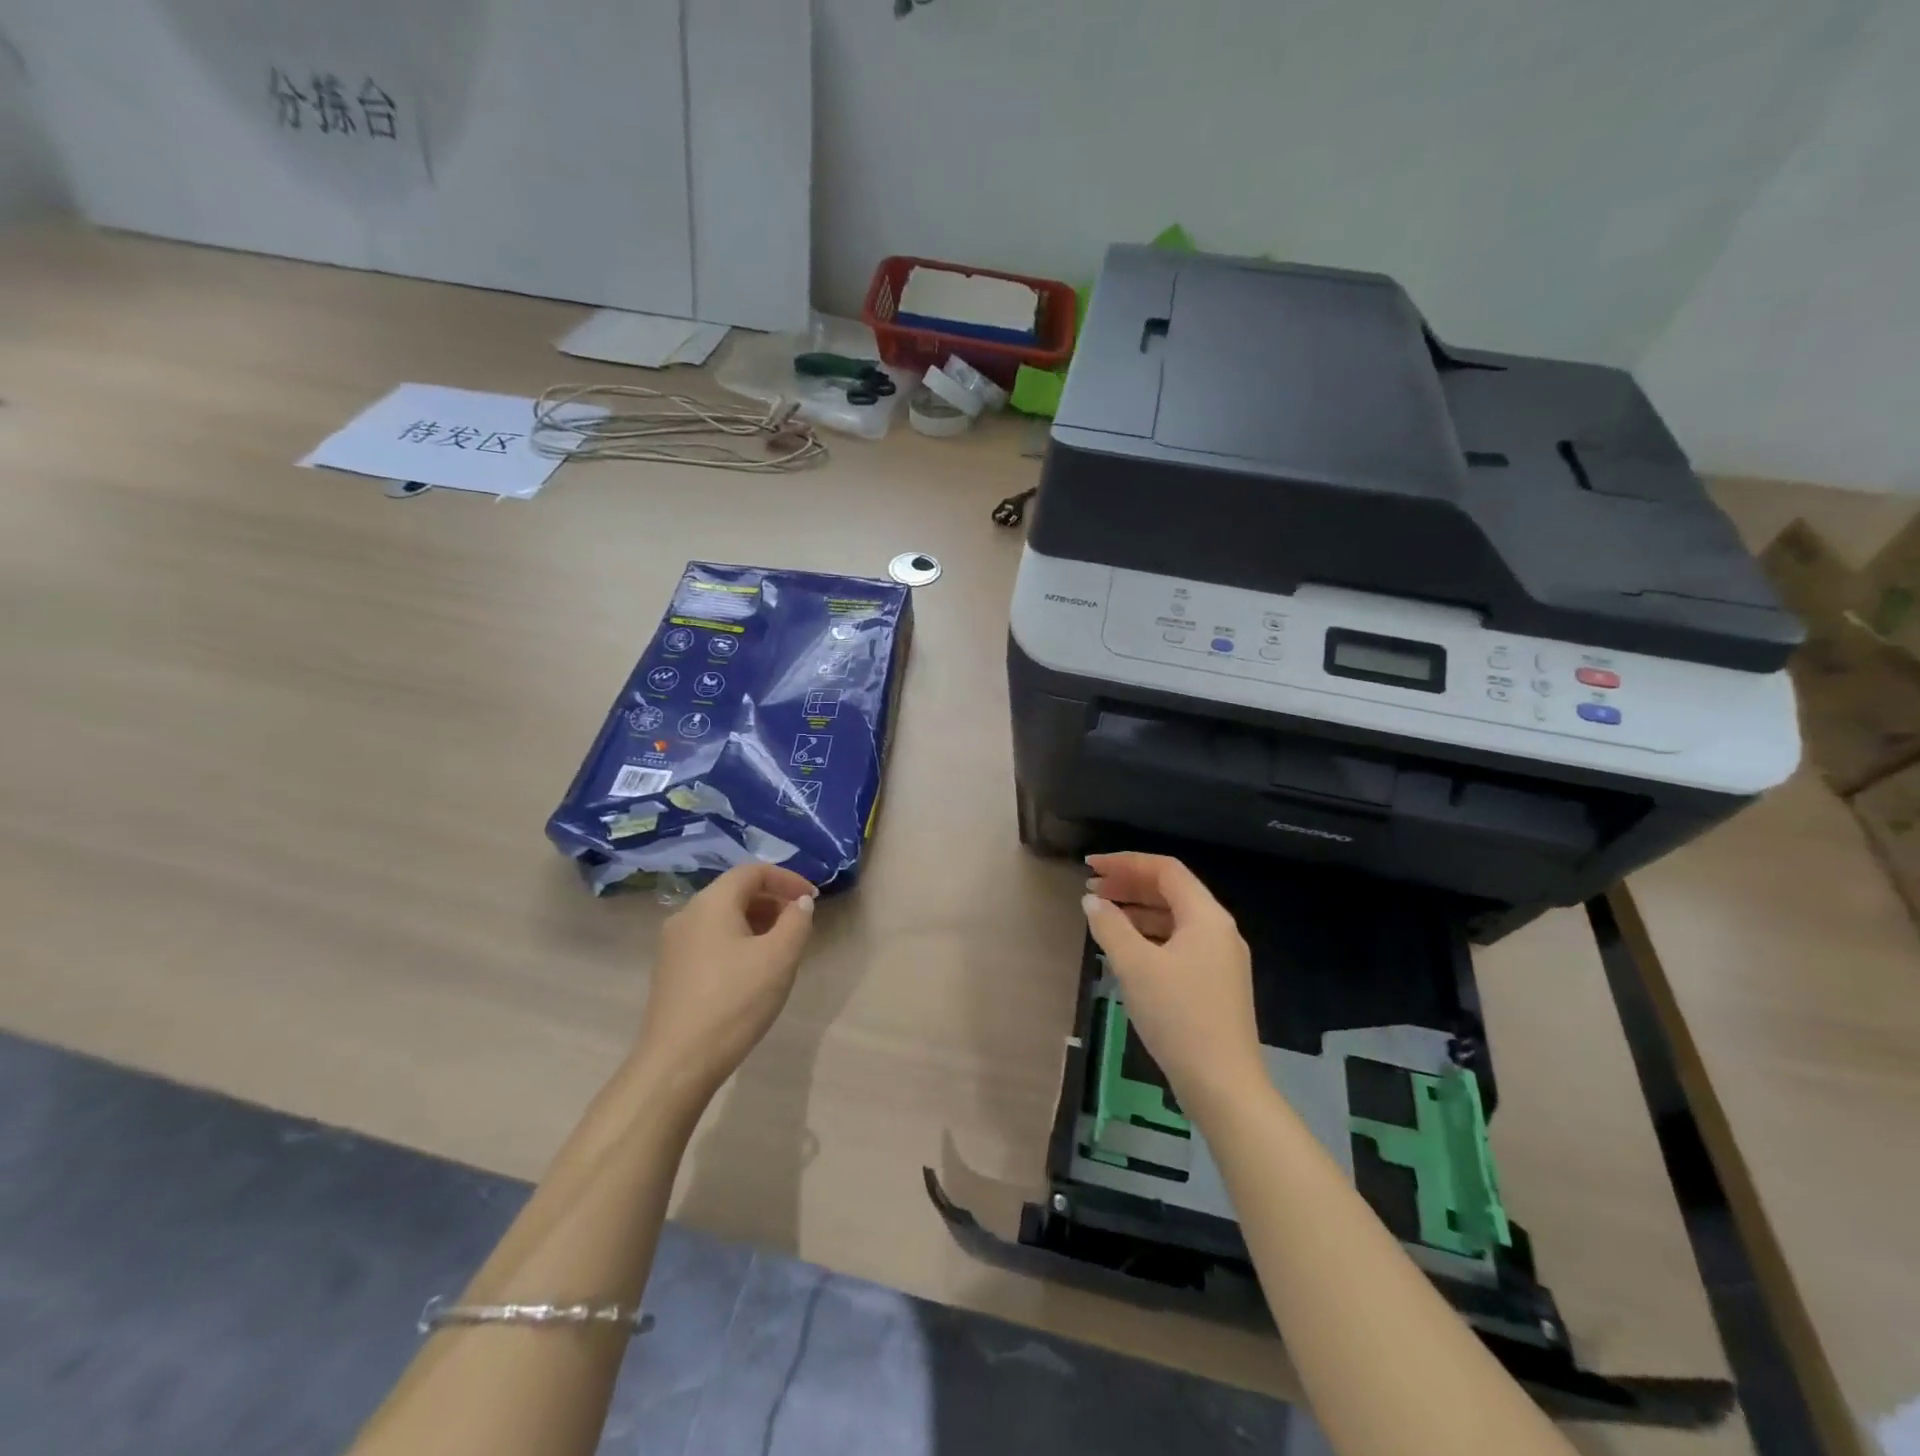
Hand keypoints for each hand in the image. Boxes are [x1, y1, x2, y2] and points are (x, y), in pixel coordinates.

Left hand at [632, 863, 817, 1099]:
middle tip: (800, 925)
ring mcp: (674, 945)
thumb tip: (800, 903)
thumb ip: (797, 921)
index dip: (787, 879)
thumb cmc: (734, 1001)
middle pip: (735, 892)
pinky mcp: (671, 972)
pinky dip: (738, 942)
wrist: (677, 1064)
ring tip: (782, 949)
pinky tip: (753, 972)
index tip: (813, 899)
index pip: (753, 872)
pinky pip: (711, 941)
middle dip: (773, 901)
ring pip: (723, 918)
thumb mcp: (780, 958)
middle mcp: (687, 915)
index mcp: (711, 903)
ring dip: (757, 923)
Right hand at [1082, 853, 1264, 1111]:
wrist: (1223, 1085)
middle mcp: (1219, 930)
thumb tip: (1092, 901)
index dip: (1125, 862)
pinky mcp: (1216, 983)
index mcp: (1206, 917)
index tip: (1091, 866)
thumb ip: (1110, 927)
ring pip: (1175, 918)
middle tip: (1091, 889)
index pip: (1165, 870)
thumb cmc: (1178, 1016)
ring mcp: (1221, 958)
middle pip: (1172, 891)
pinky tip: (1127, 948)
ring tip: (1102, 915)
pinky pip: (1179, 942)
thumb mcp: (1136, 966)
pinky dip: (1150, 935)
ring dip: (1138, 910)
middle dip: (1129, 885)